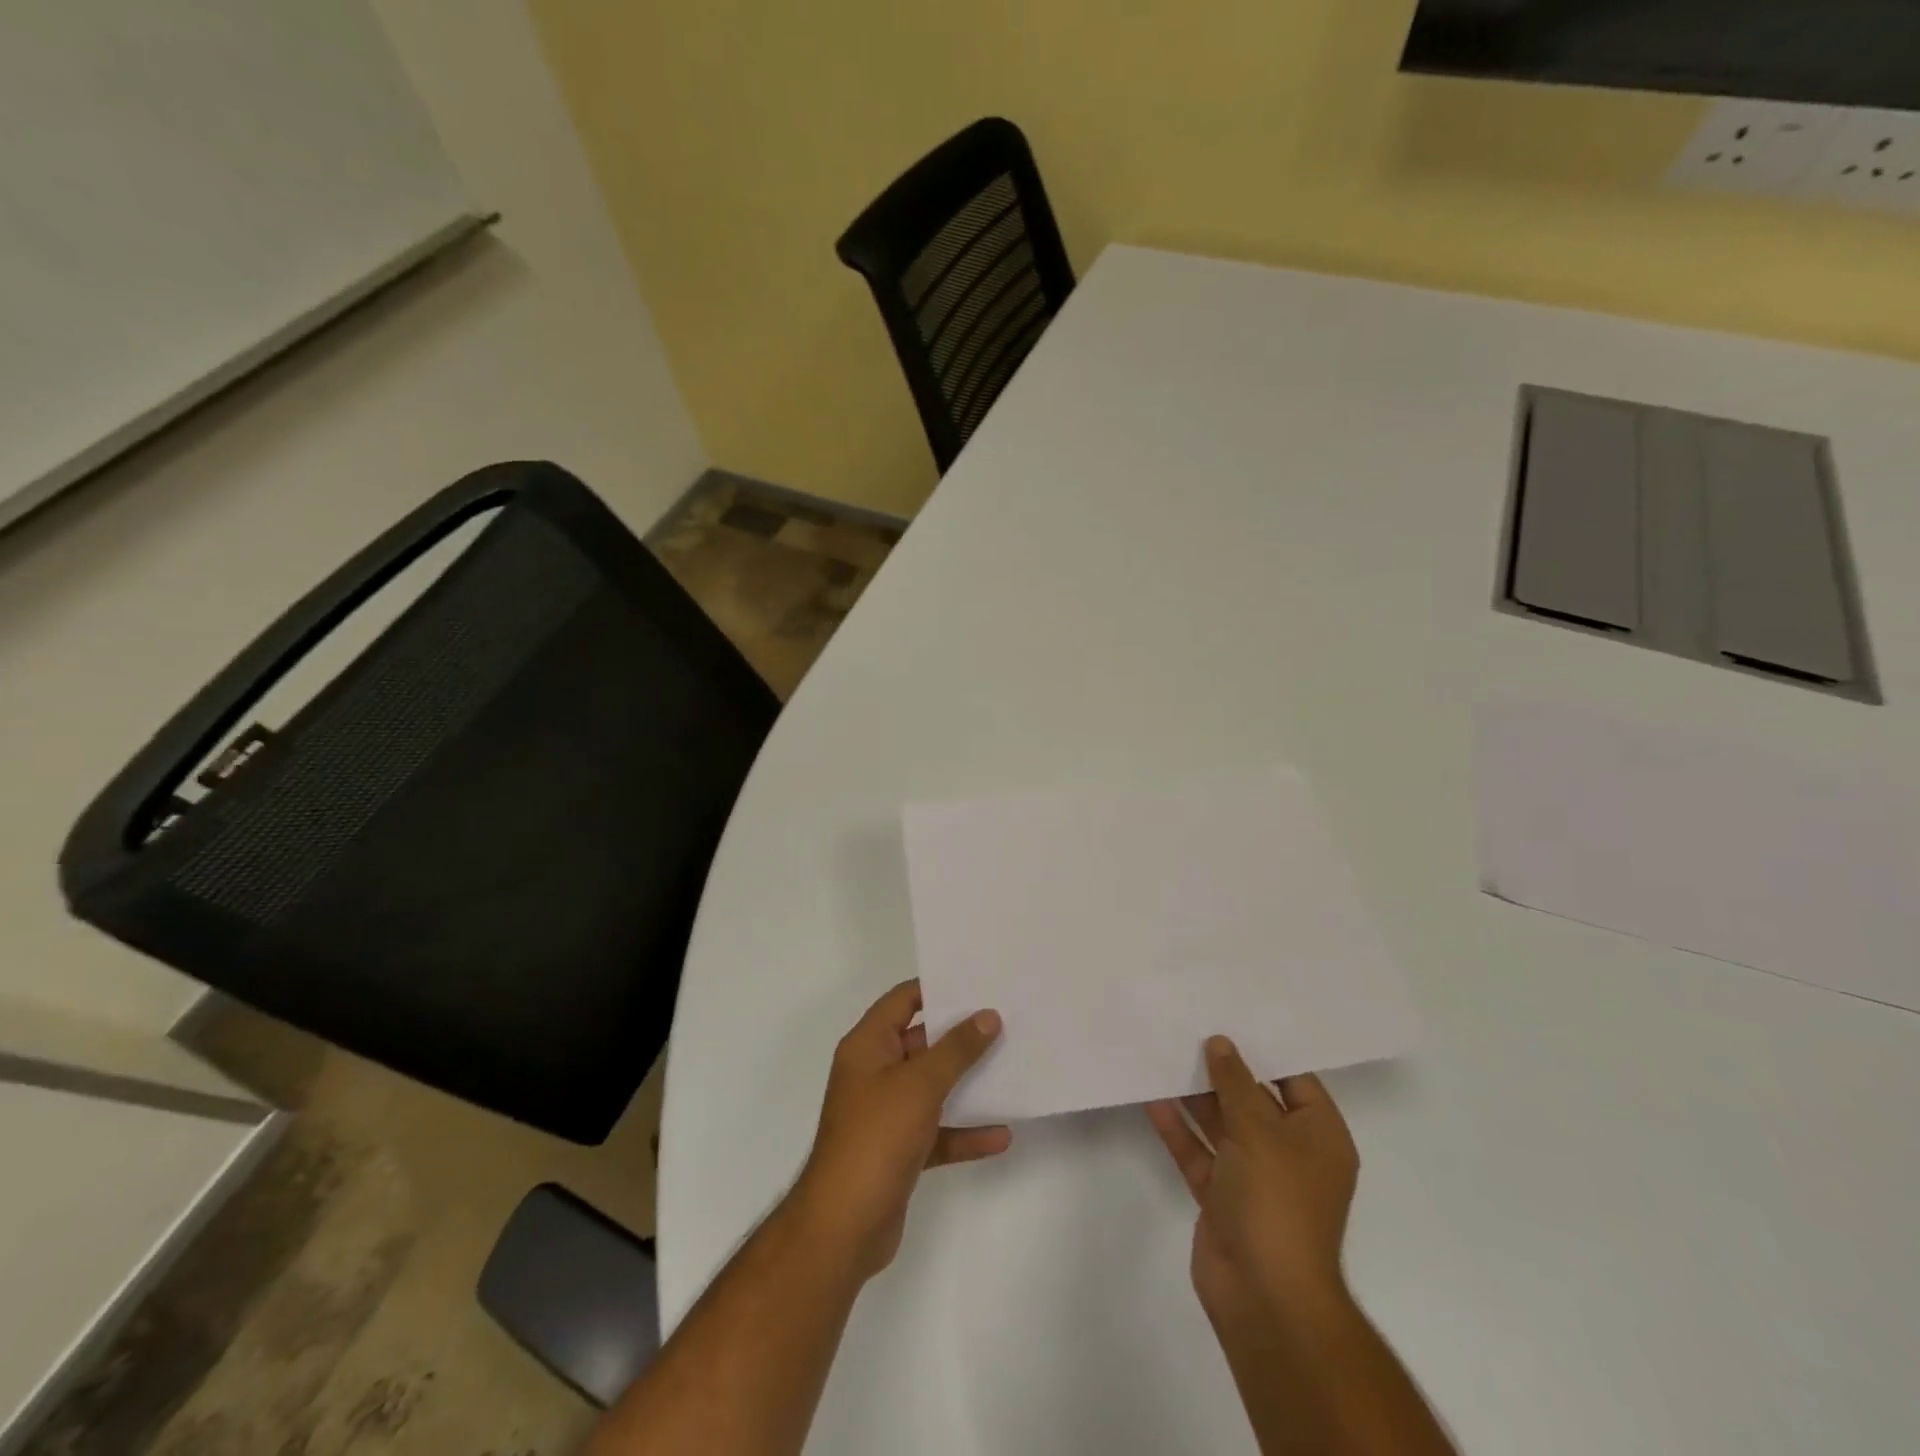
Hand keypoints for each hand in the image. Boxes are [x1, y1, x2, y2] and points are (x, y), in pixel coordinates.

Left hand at [791, 980, 1008, 1279]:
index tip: (977, 981)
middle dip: (960, 1035)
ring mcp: (886, 1114)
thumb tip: (987, 1015)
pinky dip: (965, 1131)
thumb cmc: (876, 1138)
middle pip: (921, 1042)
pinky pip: (938, 1131)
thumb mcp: (920, 1084)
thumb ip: (956, 1049)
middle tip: (1005, 1020)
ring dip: (967, 1082)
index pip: (902, 1000)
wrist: (843, 1227)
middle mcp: (874, 1073)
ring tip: (1011, 1067)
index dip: (936, 987)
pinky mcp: (899, 1151)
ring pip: (933, 1087)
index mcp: (868, 1046)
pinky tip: (1001, 1135)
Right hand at [1146, 1036, 1358, 1326]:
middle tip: (1187, 1025)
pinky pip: (1198, 1151)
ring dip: (1194, 1095)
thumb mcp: (1260, 1131)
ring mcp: (1252, 1176)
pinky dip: (1178, 1128)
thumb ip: (1236, 1083)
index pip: (1294, 1079)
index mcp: (1318, 1137)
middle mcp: (1288, 1152)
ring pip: (1221, 1123)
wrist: (1264, 1296)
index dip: (1264, 1048)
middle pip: (1253, 1099)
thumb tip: (1220, 1042)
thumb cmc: (1277, 1202)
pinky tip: (1151, 1098)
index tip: (1230, 1013)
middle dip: (1221, 1069)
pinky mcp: (1221, 1196)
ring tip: (1162, 1053)